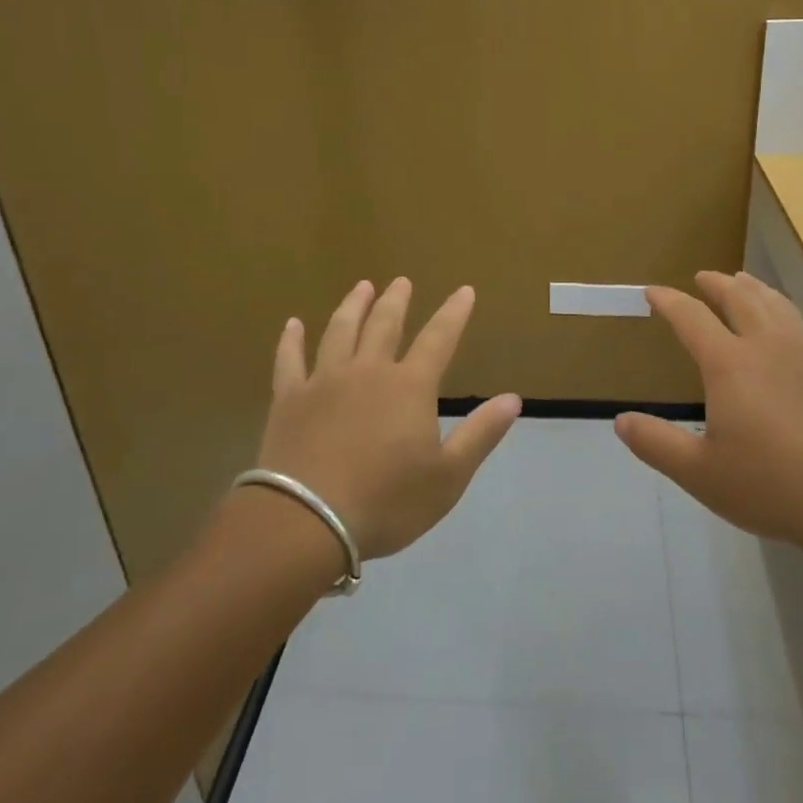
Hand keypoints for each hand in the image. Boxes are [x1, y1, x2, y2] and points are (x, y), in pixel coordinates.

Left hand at [253, 278, 521, 560]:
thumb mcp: (448, 477)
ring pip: (340, 331)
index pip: (439, 338)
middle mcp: (368, 371)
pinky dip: (291, 339)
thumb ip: (481, 434)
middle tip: (402, 280)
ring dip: (353, 306)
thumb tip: (513, 398)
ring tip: (361, 287)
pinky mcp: (289, 399)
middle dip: (397, 300)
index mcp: (409, 387)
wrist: (307, 521)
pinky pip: (289, 359)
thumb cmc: (386, 502)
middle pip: (385, 324)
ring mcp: (324, 381)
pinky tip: (292, 324)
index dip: (454, 313)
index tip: (464, 290)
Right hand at [615, 271, 802, 550]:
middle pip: (740, 300)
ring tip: (746, 281)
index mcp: (729, 364)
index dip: (668, 301)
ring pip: (781, 307)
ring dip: (759, 290)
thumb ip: (657, 443)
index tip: (653, 292)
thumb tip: (621, 421)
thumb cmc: (771, 486)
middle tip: (704, 277)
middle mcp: (768, 347)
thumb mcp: (699, 473)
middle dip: (717, 284)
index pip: (690, 318)